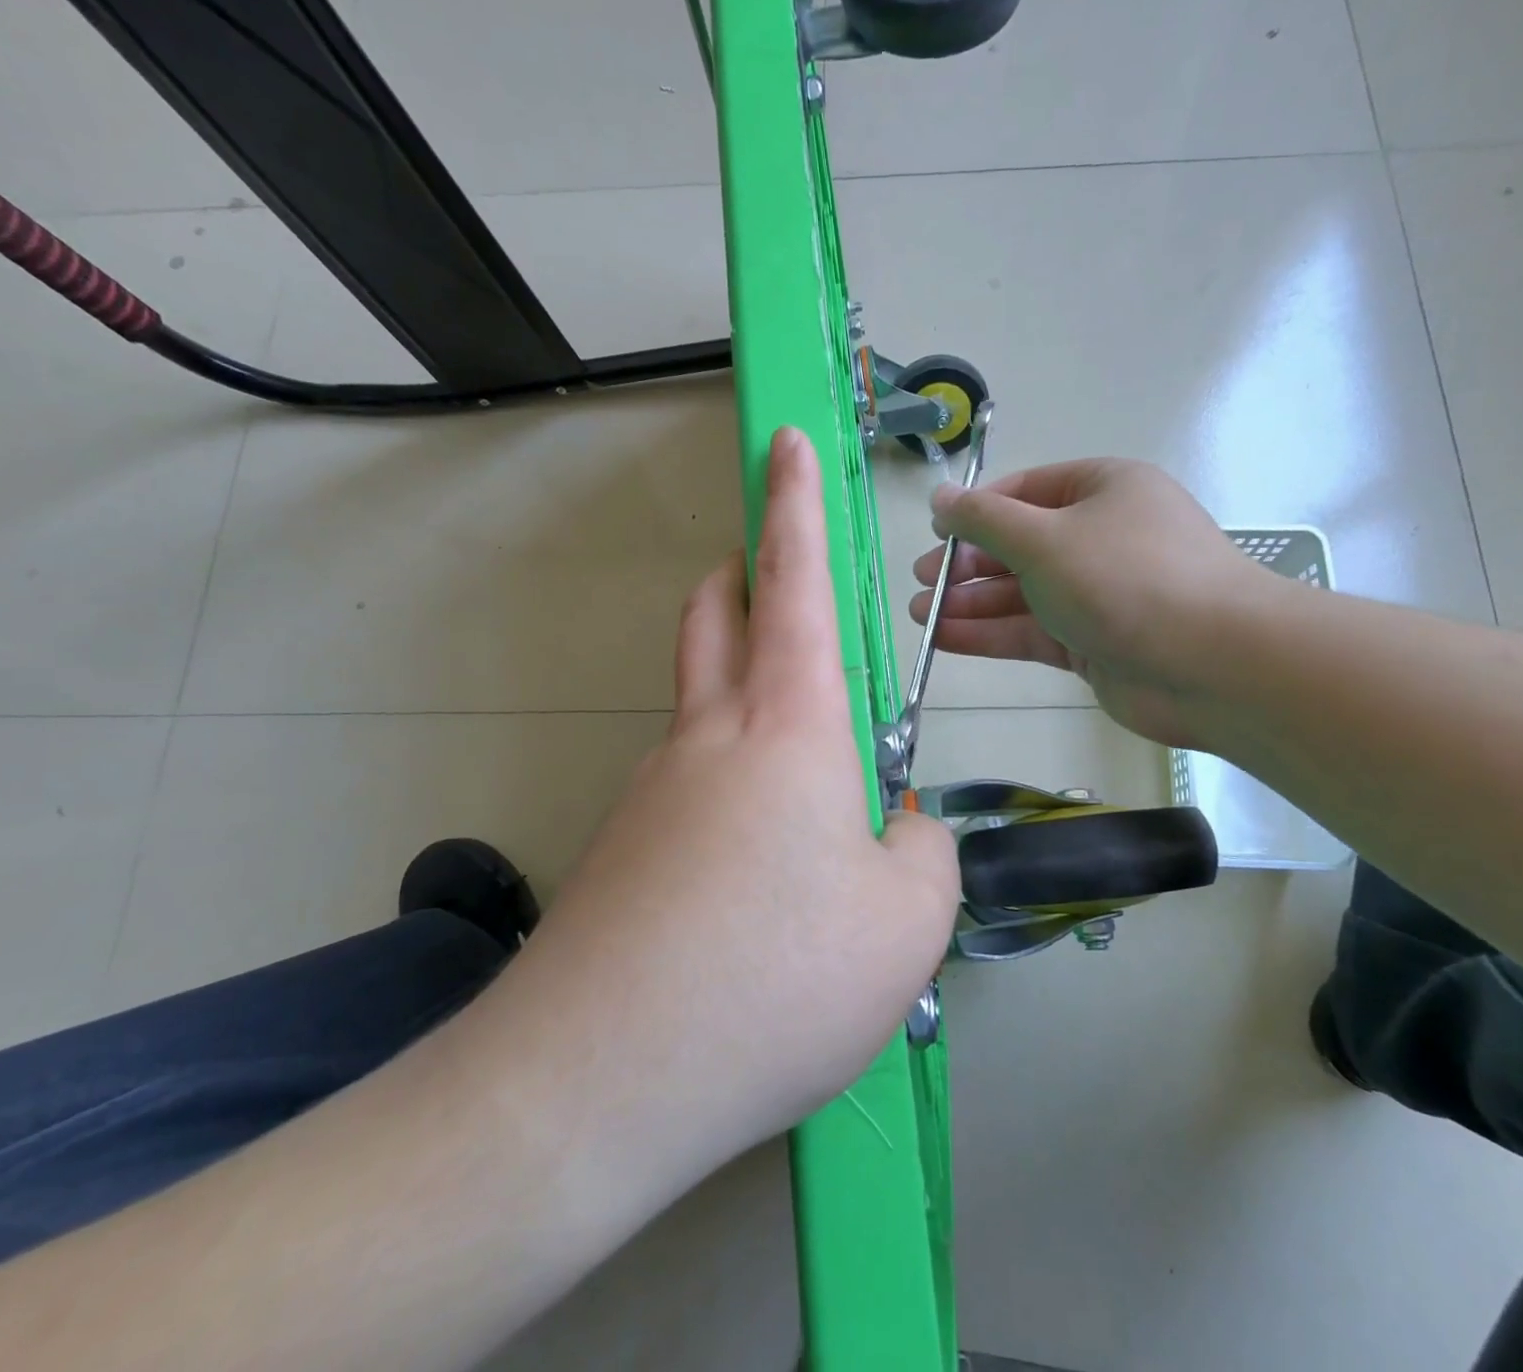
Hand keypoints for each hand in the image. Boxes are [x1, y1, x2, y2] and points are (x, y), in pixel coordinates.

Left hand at [520, 427, 958, 1183]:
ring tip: (809, 783)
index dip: (794, 503)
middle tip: (776, 579)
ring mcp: (653, 792)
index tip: (783, 443)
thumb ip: (922, 850)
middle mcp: (710, 738)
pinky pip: (688, 788)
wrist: (601, 1080)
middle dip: (744, 574)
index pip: (792, 581)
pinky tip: (756, 874)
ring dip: (745, 697)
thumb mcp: (908, 918)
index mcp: (788, 727)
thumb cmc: (777, 978)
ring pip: (701, 704)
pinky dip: (730, 789)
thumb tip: (895, 827)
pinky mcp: (623, 851)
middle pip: (715, 617)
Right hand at [910, 458, 1279, 749]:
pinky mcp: (1093, 643)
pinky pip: (1031, 631)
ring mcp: (1098, 594)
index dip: (977, 510)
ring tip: (920, 614)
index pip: (1027, 490)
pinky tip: (944, 638)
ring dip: (970, 603)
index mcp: (1103, 490)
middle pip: (1020, 545)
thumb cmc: (1125, 578)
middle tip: (921, 581)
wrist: (1212, 665)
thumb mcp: (1044, 537)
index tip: (936, 533)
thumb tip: (939, 496)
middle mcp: (1101, 537)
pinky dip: (990, 634)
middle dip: (967, 564)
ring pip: (1022, 593)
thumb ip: (984, 519)